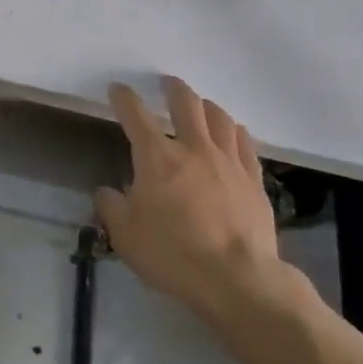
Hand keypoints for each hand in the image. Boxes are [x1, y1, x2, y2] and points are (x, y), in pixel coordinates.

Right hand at [95, 77, 309, 339]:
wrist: (237, 279)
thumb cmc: (173, 254)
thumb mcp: (125, 235)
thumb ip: (112, 207)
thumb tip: (108, 192)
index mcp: (156, 157)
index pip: (135, 114)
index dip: (124, 97)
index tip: (118, 89)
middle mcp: (193, 148)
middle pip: (186, 103)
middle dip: (173, 88)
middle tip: (167, 84)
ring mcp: (228, 161)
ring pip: (219, 117)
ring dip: (206, 106)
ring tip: (201, 106)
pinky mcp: (254, 180)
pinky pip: (245, 143)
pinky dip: (235, 131)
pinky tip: (233, 133)